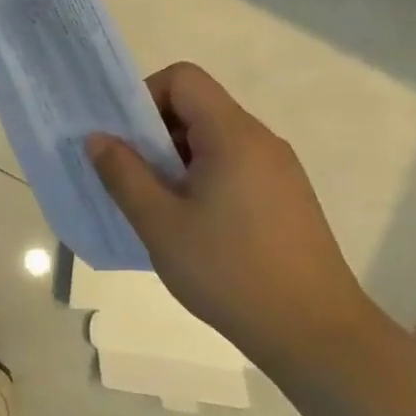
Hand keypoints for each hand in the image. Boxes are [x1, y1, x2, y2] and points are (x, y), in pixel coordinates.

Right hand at [87, 63, 372, 368]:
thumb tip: (98, 138)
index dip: (145, 96)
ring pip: (213, 140)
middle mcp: (261, 141)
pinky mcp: (286, 198)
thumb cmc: (230, 272)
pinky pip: (233, 167)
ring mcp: (279, 171)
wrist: (317, 336)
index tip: (124, 138)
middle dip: (154, 132)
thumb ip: (123, 173)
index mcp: (233, 135)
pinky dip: (201, 178)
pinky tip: (190, 225)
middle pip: (198, 107)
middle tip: (129, 175)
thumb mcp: (160, 223)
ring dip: (176, 159)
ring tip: (155, 205)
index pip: (184, 79)